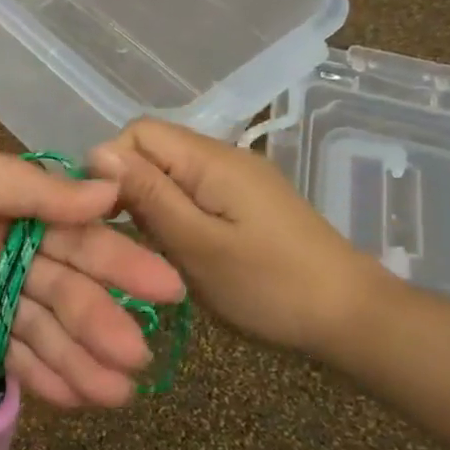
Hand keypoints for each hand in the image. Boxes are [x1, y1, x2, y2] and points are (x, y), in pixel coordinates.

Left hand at [0, 144, 184, 407]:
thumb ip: (38, 189)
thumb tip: (109, 193)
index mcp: (8, 205)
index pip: (75, 233)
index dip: (120, 260)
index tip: (165, 289)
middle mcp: (4, 249)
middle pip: (66, 287)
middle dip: (102, 320)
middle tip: (138, 356)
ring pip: (45, 329)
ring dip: (82, 359)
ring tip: (118, 394)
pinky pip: (13, 357)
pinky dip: (44, 377)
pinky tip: (79, 399)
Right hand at [87, 119, 383, 359]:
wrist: (352, 317)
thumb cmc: (270, 286)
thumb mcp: (197, 245)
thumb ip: (148, 196)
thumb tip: (97, 151)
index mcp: (210, 159)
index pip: (137, 132)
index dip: (110, 165)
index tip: (102, 215)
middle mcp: (223, 157)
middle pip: (152, 151)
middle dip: (127, 188)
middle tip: (123, 240)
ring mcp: (237, 180)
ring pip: (170, 175)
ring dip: (149, 206)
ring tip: (147, 251)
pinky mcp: (245, 203)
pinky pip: (192, 194)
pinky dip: (173, 217)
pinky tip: (176, 251)